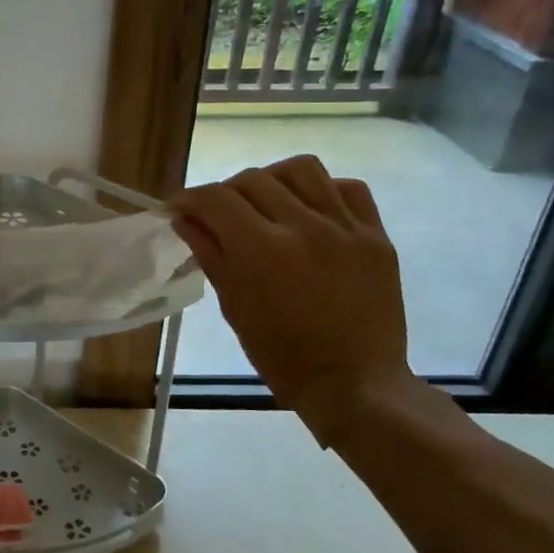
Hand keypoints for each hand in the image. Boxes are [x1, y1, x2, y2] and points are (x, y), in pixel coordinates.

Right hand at [172, 156, 413, 443]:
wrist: (354, 383)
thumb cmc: (282, 356)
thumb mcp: (234, 306)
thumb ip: (211, 254)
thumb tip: (184, 220)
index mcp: (262, 250)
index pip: (215, 199)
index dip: (188, 198)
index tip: (177, 209)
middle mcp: (304, 227)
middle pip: (253, 179)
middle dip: (225, 193)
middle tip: (219, 215)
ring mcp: (345, 228)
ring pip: (301, 169)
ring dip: (272, 179)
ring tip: (266, 202)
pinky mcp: (376, 236)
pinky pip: (348, 189)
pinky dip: (321, 191)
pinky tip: (309, 211)